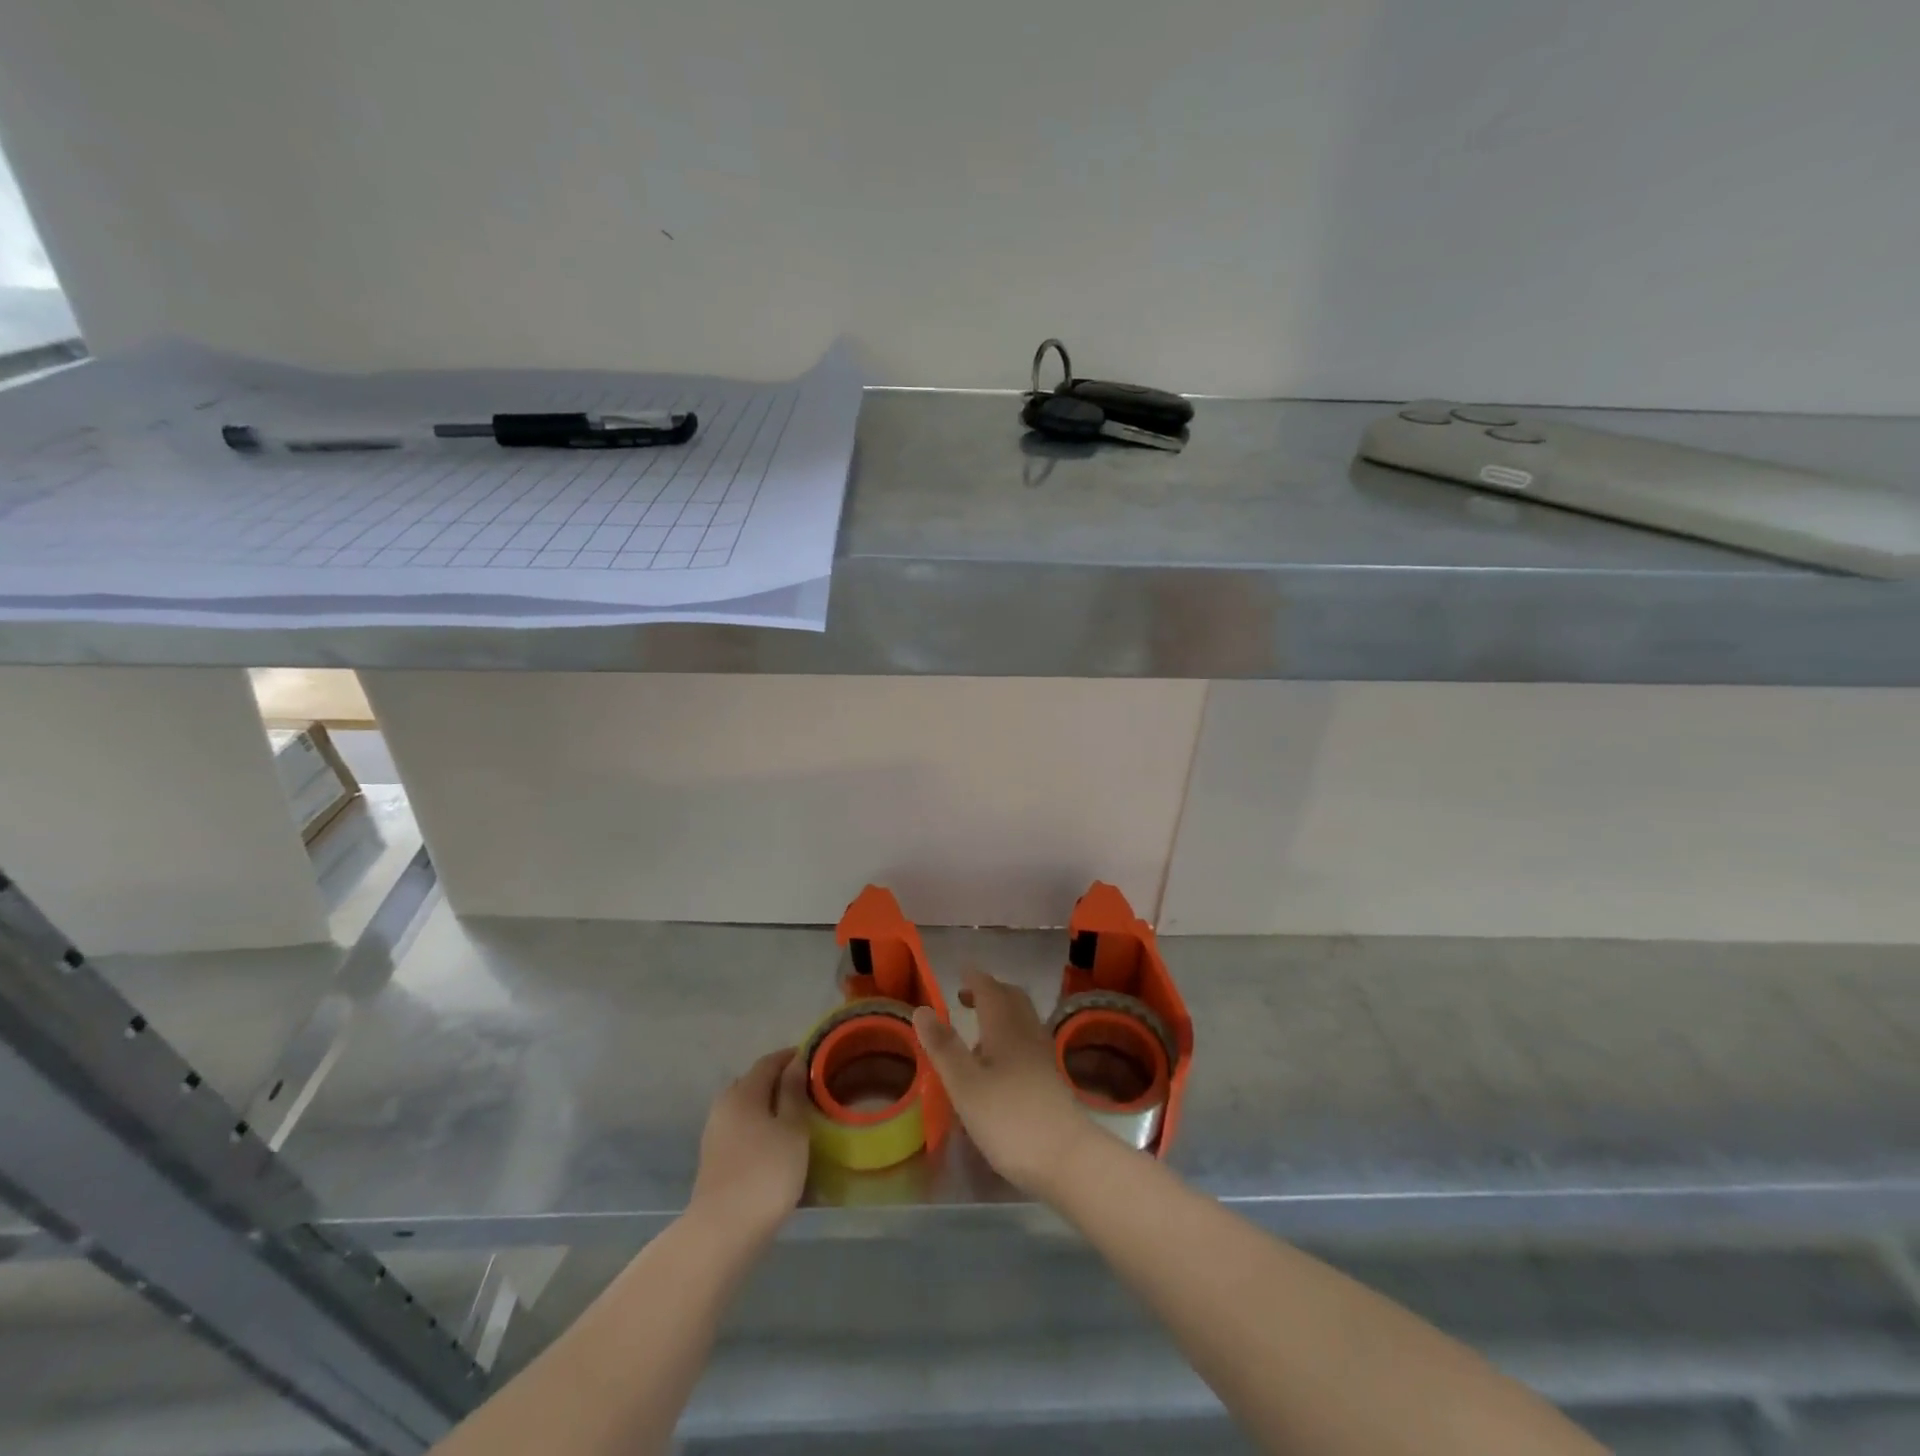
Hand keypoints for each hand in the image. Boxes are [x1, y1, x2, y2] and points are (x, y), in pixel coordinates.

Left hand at [688, 1049, 810, 1246]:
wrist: (723, 1232)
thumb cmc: (766, 1172)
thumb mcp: (792, 1129)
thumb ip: (793, 1093)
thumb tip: (794, 1063)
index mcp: (743, 1092)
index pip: (769, 1062)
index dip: (791, 1057)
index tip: (814, 1060)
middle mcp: (724, 1106)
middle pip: (754, 1083)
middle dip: (778, 1082)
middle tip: (807, 1090)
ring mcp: (715, 1134)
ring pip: (746, 1108)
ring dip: (768, 1108)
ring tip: (795, 1119)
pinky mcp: (714, 1160)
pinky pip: (741, 1130)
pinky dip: (759, 1129)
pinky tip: (776, 1145)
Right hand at [912, 971, 1095, 1198]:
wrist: (1068, 1158)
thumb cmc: (1010, 1119)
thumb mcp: (966, 1085)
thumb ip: (944, 1047)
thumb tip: (922, 1009)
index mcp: (1005, 1027)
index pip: (990, 990)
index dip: (974, 979)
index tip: (960, 973)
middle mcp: (1027, 1034)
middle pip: (1012, 999)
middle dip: (990, 992)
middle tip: (966, 997)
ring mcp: (1043, 1057)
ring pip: (1022, 1021)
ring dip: (1001, 1015)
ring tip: (977, 1032)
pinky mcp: (1050, 1080)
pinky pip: (1027, 1043)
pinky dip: (1010, 1038)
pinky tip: (999, 1065)